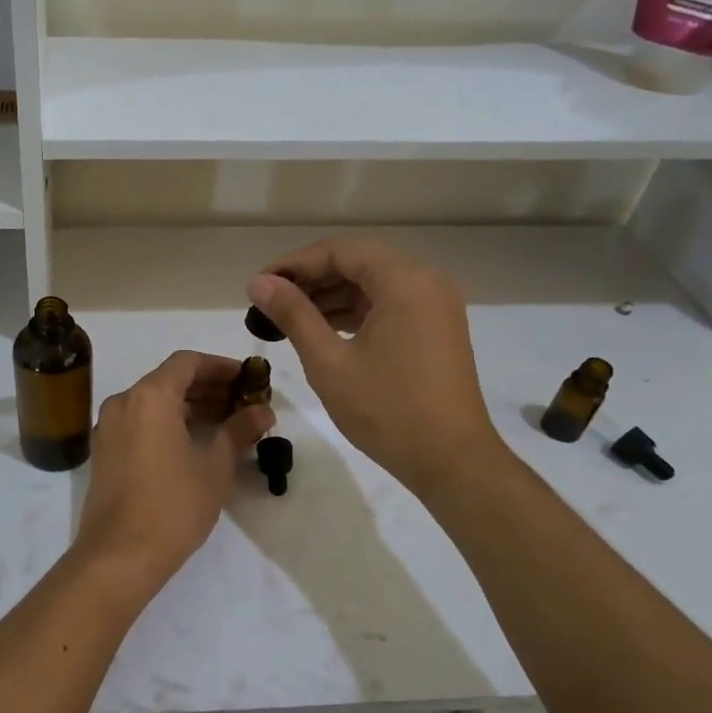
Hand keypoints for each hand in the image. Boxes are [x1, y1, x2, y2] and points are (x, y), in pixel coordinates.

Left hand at [72, 351, 274, 594]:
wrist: (119, 555)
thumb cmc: (173, 505)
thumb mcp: (215, 466)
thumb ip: (239, 430)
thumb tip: (263, 410)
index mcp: (150, 396)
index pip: (187, 363)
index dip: (220, 366)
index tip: (246, 379)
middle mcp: (123, 402)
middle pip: (168, 380)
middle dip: (207, 387)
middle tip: (242, 402)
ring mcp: (108, 427)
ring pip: (153, 402)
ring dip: (188, 406)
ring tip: (224, 422)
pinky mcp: (104, 452)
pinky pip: (139, 422)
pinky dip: (167, 422)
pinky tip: (193, 442)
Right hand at [247, 236, 497, 495]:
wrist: (452, 462)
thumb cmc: (387, 410)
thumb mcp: (329, 362)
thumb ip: (293, 315)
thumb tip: (259, 283)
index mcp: (405, 281)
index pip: (341, 250)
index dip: (295, 263)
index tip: (259, 284)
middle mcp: (426, 281)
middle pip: (359, 262)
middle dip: (311, 278)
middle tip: (269, 301)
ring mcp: (435, 306)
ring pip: (373, 284)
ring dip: (331, 295)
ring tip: (287, 317)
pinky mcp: (436, 329)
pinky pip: (388, 305)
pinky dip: (354, 312)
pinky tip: (322, 330)